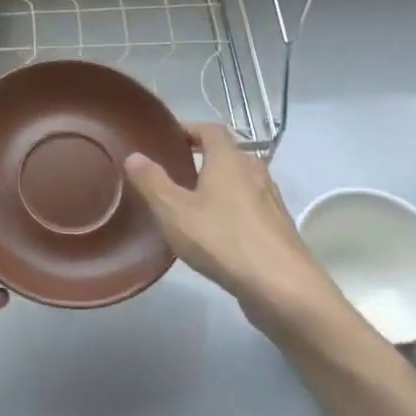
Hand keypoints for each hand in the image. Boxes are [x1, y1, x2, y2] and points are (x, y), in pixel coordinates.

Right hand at [123, 124, 345, 340]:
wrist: (281, 286)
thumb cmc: (223, 239)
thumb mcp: (174, 211)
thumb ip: (152, 182)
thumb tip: (134, 155)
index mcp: (229, 160)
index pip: (211, 129)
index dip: (190, 129)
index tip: (169, 139)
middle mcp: (254, 172)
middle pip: (228, 154)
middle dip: (203, 158)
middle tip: (175, 172)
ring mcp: (270, 200)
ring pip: (240, 182)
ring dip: (219, 185)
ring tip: (192, 203)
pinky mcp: (277, 228)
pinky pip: (250, 207)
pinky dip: (231, 209)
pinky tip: (216, 233)